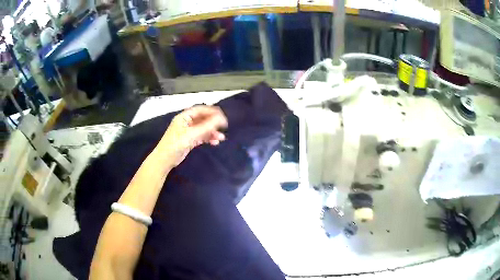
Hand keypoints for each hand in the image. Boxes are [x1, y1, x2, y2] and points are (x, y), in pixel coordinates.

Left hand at [157, 106, 227, 168]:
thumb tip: (221, 119)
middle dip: (213, 123)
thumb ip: (207, 126)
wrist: (165, 160)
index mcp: (184, 117)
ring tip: (221, 138)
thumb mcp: (192, 134)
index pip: (201, 110)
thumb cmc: (176, 144)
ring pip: (203, 128)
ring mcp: (188, 131)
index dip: (212, 112)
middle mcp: (186, 122)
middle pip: (203, 119)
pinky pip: (201, 136)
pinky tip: (215, 142)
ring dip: (212, 132)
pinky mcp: (189, 140)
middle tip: (224, 127)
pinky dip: (208, 138)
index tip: (223, 117)